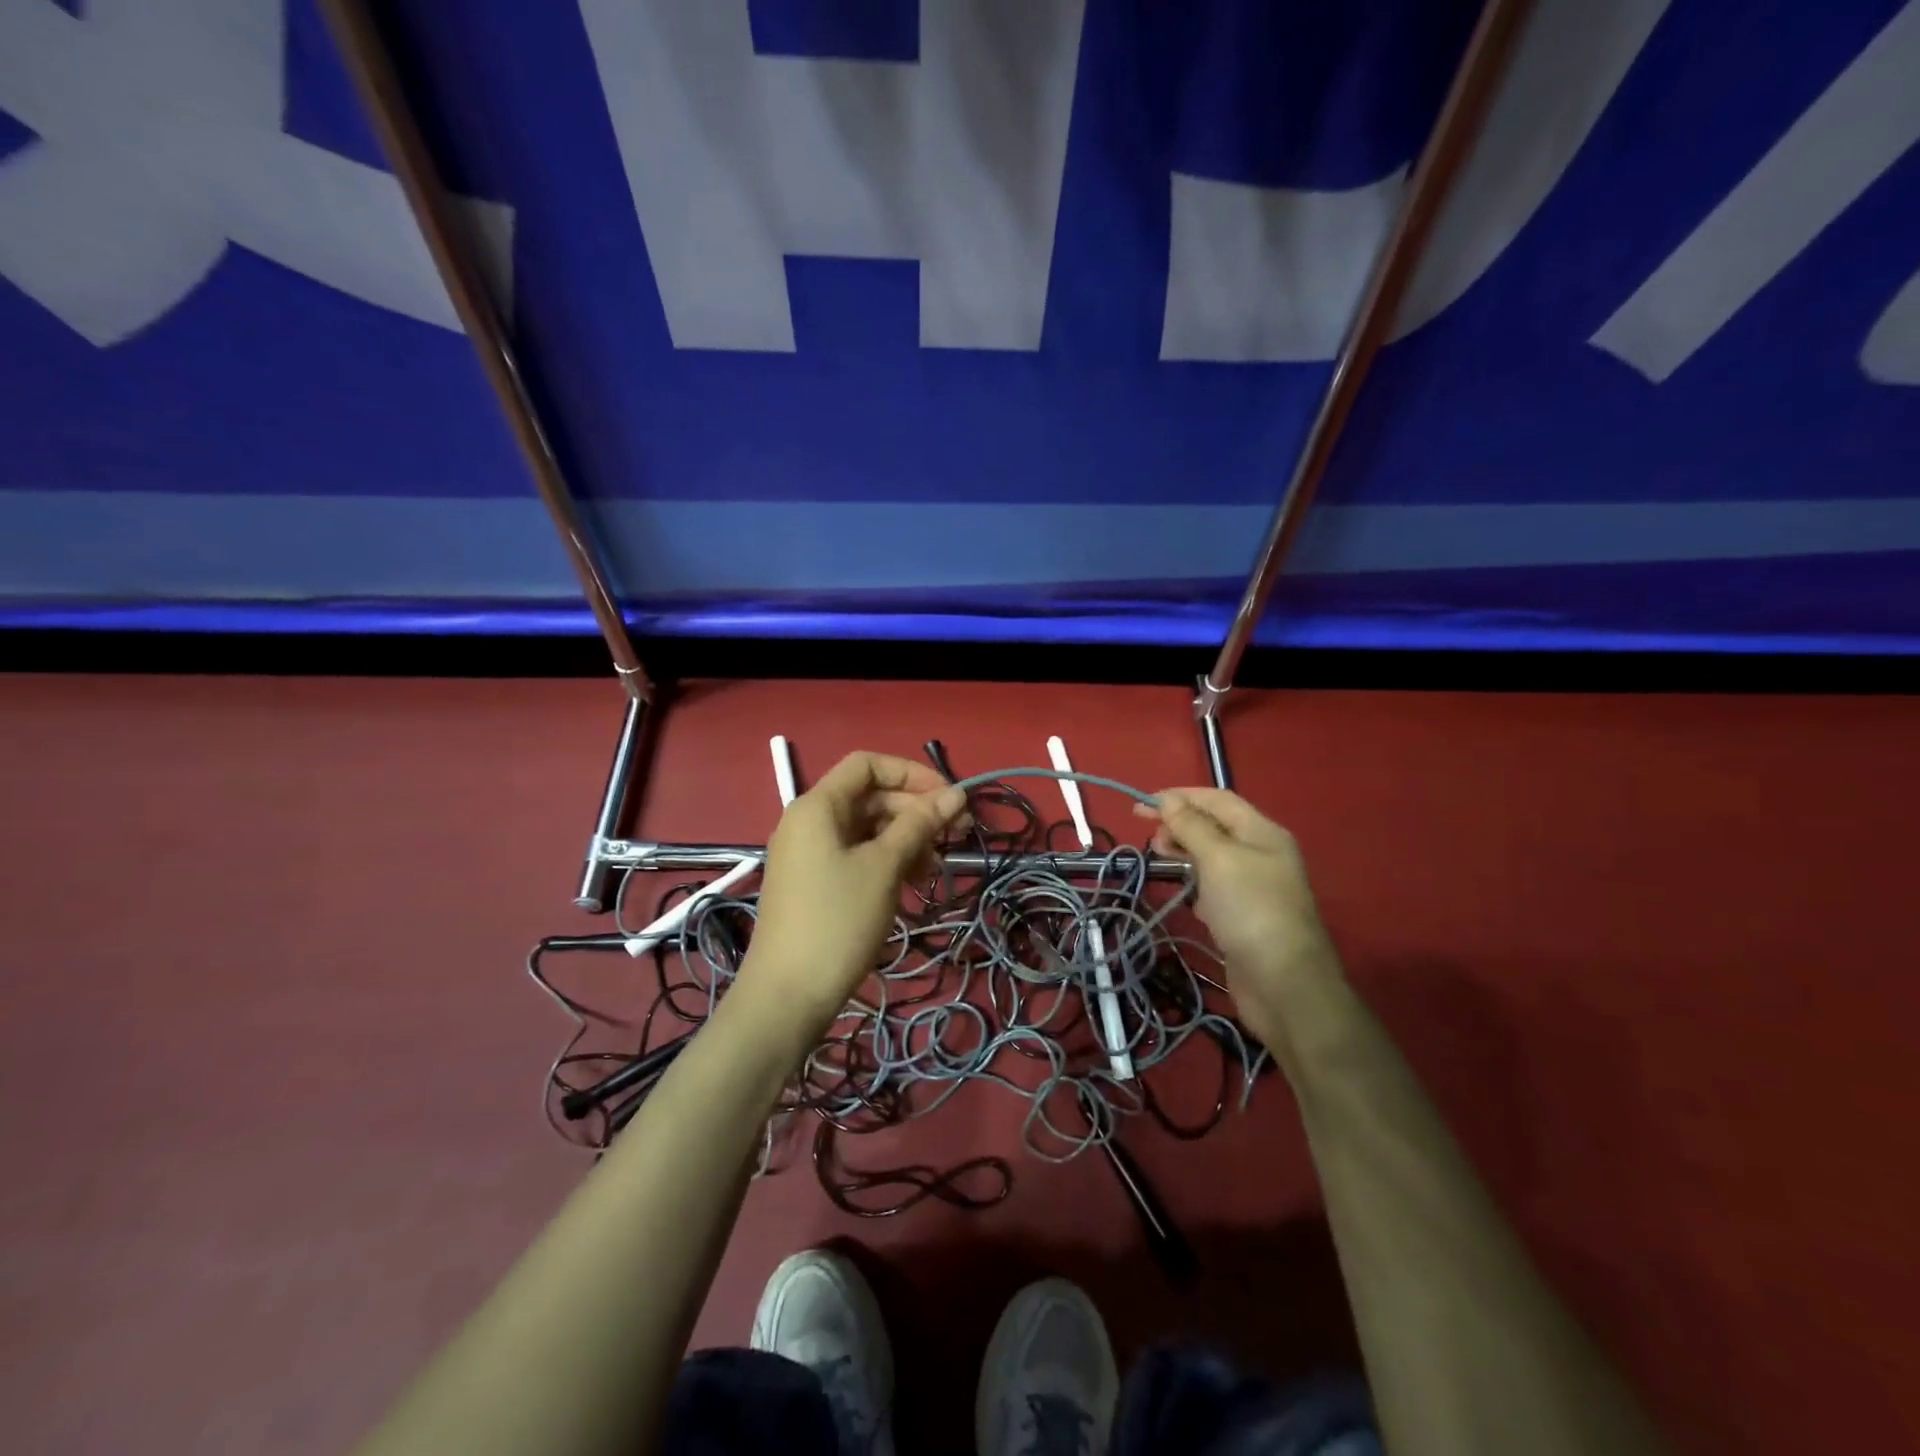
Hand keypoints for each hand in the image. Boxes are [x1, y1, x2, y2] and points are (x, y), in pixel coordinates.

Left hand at [741, 752, 967, 1029]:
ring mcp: (810, 854)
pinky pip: (857, 855)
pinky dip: (888, 861)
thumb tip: (956, 794)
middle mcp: (810, 821)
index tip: (949, 799)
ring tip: (937, 866)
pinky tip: (914, 882)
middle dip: (915, 810)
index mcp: (818, 806)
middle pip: (870, 797)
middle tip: (958, 834)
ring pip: (867, 829)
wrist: (787, 995)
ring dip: (906, 838)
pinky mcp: (815, 883)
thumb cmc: (838, 920)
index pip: (867, 765)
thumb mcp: (884, 867)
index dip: (911, 773)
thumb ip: (919, 824)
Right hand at [1136, 787, 1342, 1048]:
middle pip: (1214, 826)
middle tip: (1152, 841)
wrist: (1284, 986)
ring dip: (1184, 853)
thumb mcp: (1219, 859)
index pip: (1217, 799)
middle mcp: (1261, 854)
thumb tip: (1168, 800)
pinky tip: (1183, 894)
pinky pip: (1213, 887)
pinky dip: (1194, 883)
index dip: (1179, 797)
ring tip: (1160, 860)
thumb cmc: (1251, 911)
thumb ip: (1192, 827)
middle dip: (1180, 825)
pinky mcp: (1243, 916)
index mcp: (1262, 832)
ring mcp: (1253, 887)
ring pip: (1212, 857)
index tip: (1141, 807)